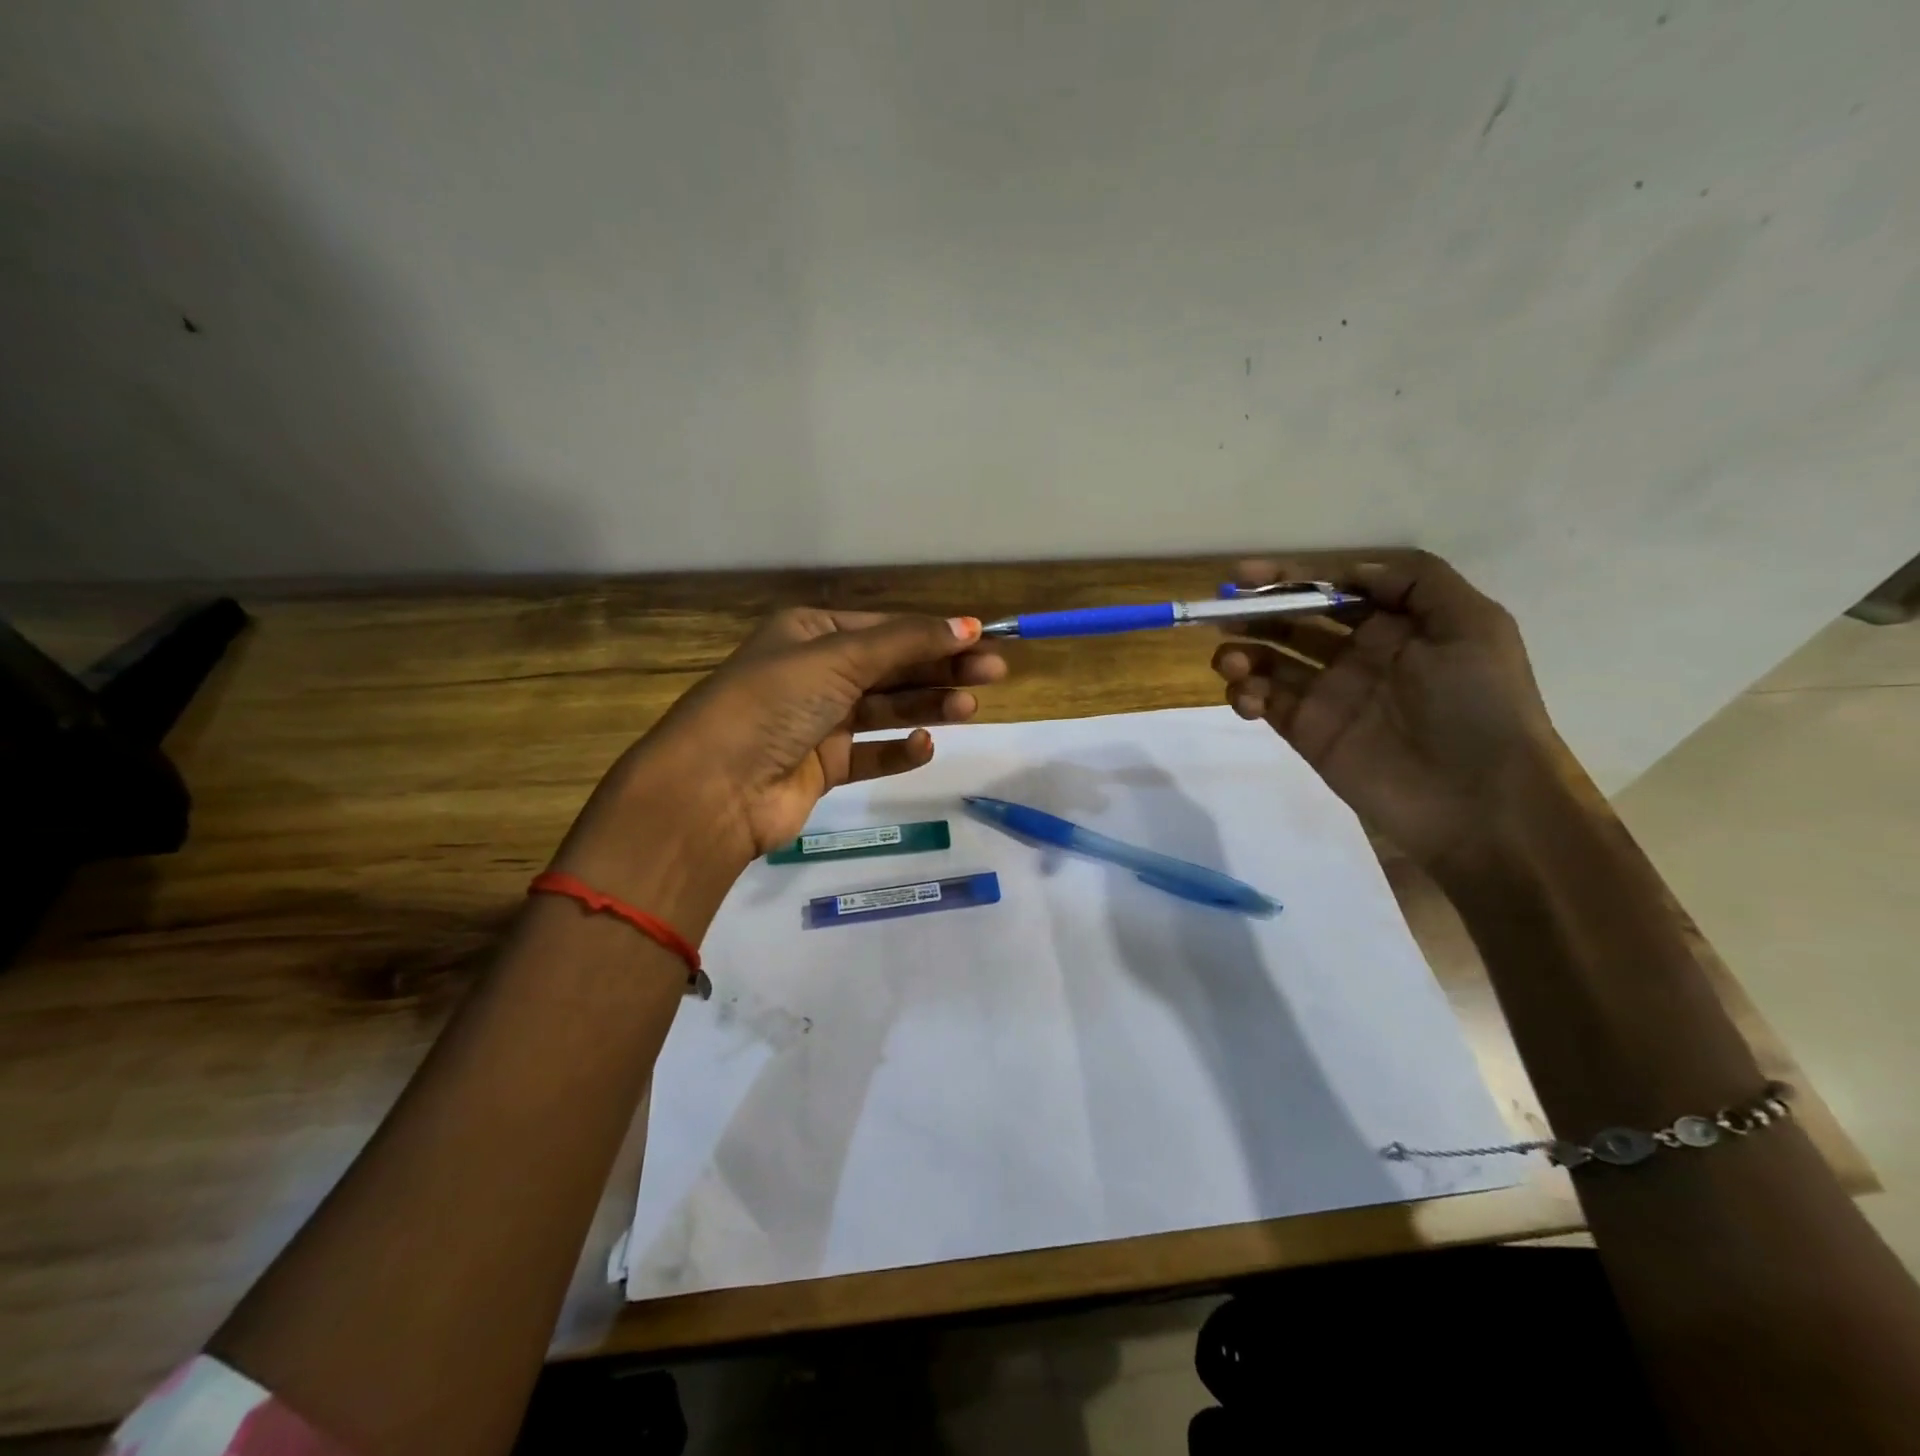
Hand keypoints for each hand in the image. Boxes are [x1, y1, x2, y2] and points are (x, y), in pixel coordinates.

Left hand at [555, 610, 1005, 926]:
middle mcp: (814, 673)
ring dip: (926, 705)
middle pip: (891, 667)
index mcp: (810, 633)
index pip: (885, 628)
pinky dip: (898, 750)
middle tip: (994, 674)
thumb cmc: (774, 703)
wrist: (715, 788)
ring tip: (969, 708)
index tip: (983, 640)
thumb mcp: (840, 657)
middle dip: (941, 669)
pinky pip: (870, 754)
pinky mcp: (822, 767)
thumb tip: (969, 625)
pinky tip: (922, 746)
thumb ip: (907, 643)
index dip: (935, 633)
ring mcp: (818, 722)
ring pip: (885, 709)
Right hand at [1212, 553, 1561, 880]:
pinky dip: (1246, 695)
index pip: (1333, 590)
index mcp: (1395, 625)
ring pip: (1270, 663)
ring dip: (1244, 654)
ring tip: (1231, 661)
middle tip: (1221, 612)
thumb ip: (1416, 581)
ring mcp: (1328, 695)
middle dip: (1256, 613)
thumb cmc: (1479, 704)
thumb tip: (1348, 571)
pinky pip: (1265, 704)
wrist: (1476, 800)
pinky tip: (1249, 697)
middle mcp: (1357, 654)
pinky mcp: (1308, 733)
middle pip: (1293, 622)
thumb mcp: (1472, 626)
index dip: (1291, 578)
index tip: (1245, 576)